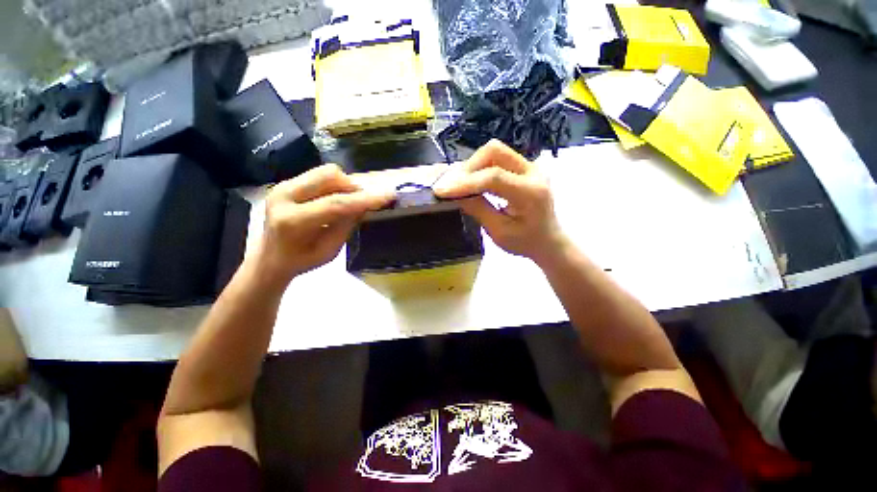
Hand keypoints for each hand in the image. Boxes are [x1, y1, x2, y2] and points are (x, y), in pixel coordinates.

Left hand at [254, 164, 392, 286]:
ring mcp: (283, 186)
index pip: (336, 203)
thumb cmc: (301, 260)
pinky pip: (319, 175)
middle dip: (353, 186)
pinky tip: (335, 199)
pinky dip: (335, 185)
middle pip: (329, 176)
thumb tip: (363, 205)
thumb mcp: (330, 250)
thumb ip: (346, 226)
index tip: (388, 195)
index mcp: (293, 221)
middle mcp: (284, 196)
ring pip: (325, 172)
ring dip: (344, 184)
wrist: (270, 257)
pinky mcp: (286, 183)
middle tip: (363, 202)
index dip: (364, 199)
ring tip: (348, 202)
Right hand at [433, 140, 567, 262]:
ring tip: (459, 184)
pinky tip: (471, 182)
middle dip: (468, 167)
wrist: (548, 240)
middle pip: (494, 151)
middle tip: (452, 186)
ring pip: (494, 151)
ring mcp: (530, 166)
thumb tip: (455, 194)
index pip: (493, 177)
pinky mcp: (524, 167)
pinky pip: (497, 158)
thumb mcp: (499, 232)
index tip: (441, 190)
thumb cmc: (525, 242)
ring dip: (472, 166)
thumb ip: (478, 210)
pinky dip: (480, 167)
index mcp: (530, 192)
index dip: (464, 182)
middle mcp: (533, 171)